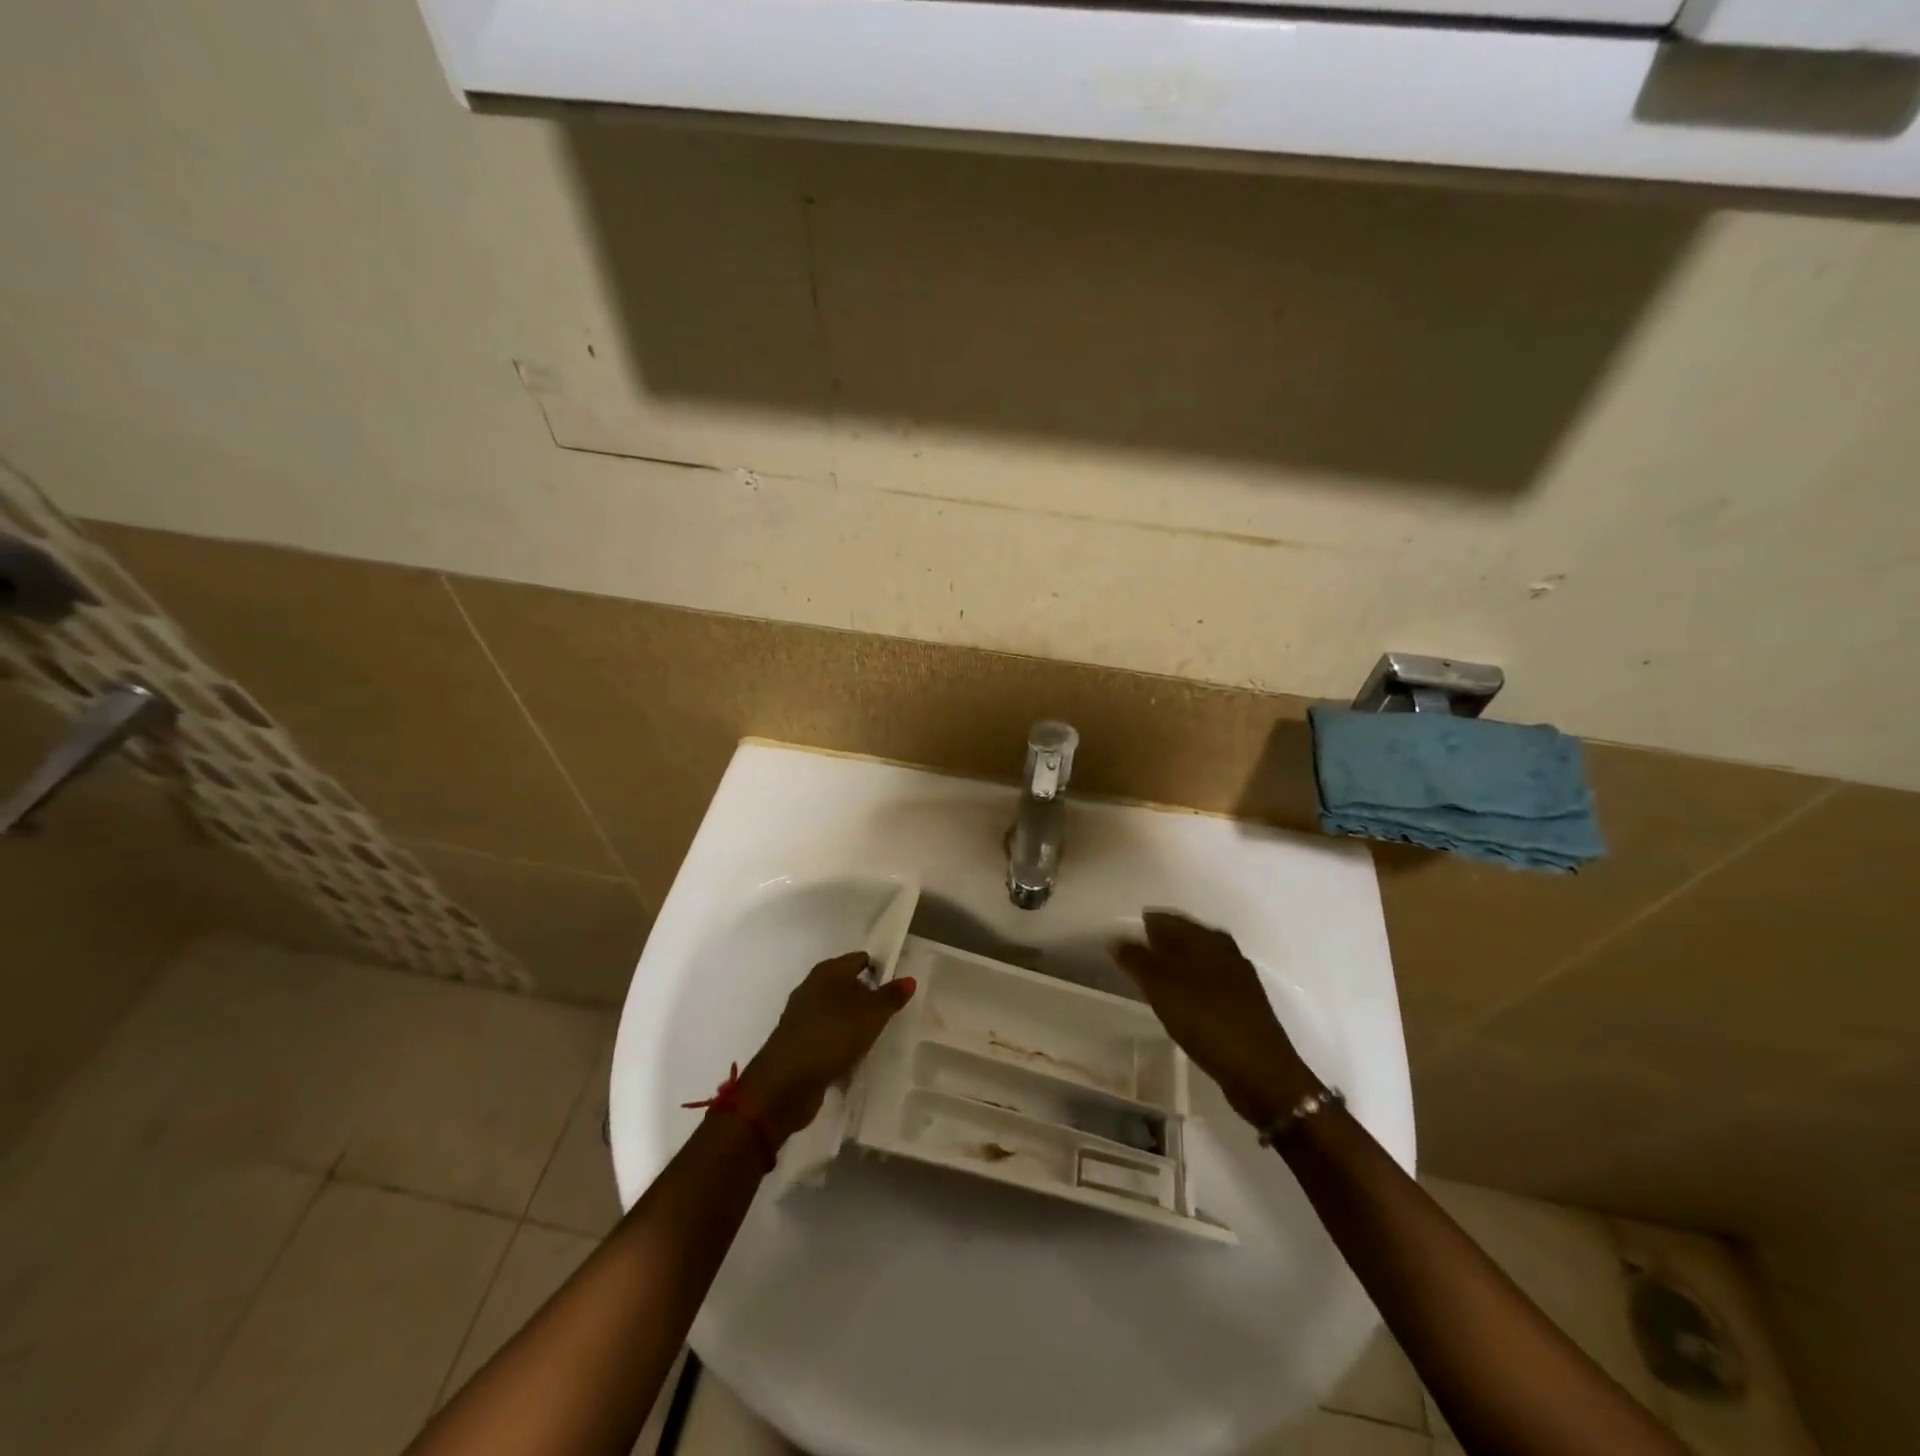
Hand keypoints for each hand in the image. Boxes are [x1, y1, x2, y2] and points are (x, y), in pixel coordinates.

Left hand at [739, 952, 916, 1142]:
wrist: (785, 1084)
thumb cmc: (832, 1037)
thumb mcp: (871, 1015)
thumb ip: (891, 996)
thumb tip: (909, 979)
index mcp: (827, 972)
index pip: (860, 959)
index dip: (880, 970)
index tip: (899, 989)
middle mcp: (812, 988)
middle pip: (848, 985)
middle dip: (869, 998)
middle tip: (892, 1015)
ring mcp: (802, 1017)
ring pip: (837, 1012)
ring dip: (855, 1023)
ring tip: (877, 1038)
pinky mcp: (798, 1043)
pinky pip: (827, 1036)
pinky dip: (840, 1043)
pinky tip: (854, 1057)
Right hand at [1113, 911, 1319, 1128]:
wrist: (1261, 1073)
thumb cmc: (1207, 1021)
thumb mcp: (1163, 988)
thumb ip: (1137, 960)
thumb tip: (1117, 938)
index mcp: (1208, 939)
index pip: (1168, 919)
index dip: (1144, 923)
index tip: (1121, 934)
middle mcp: (1226, 952)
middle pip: (1185, 937)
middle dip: (1159, 942)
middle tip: (1130, 955)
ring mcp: (1237, 980)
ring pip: (1197, 961)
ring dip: (1173, 965)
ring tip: (1148, 977)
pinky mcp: (1241, 1007)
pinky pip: (1206, 984)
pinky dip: (1187, 986)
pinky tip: (1176, 1001)